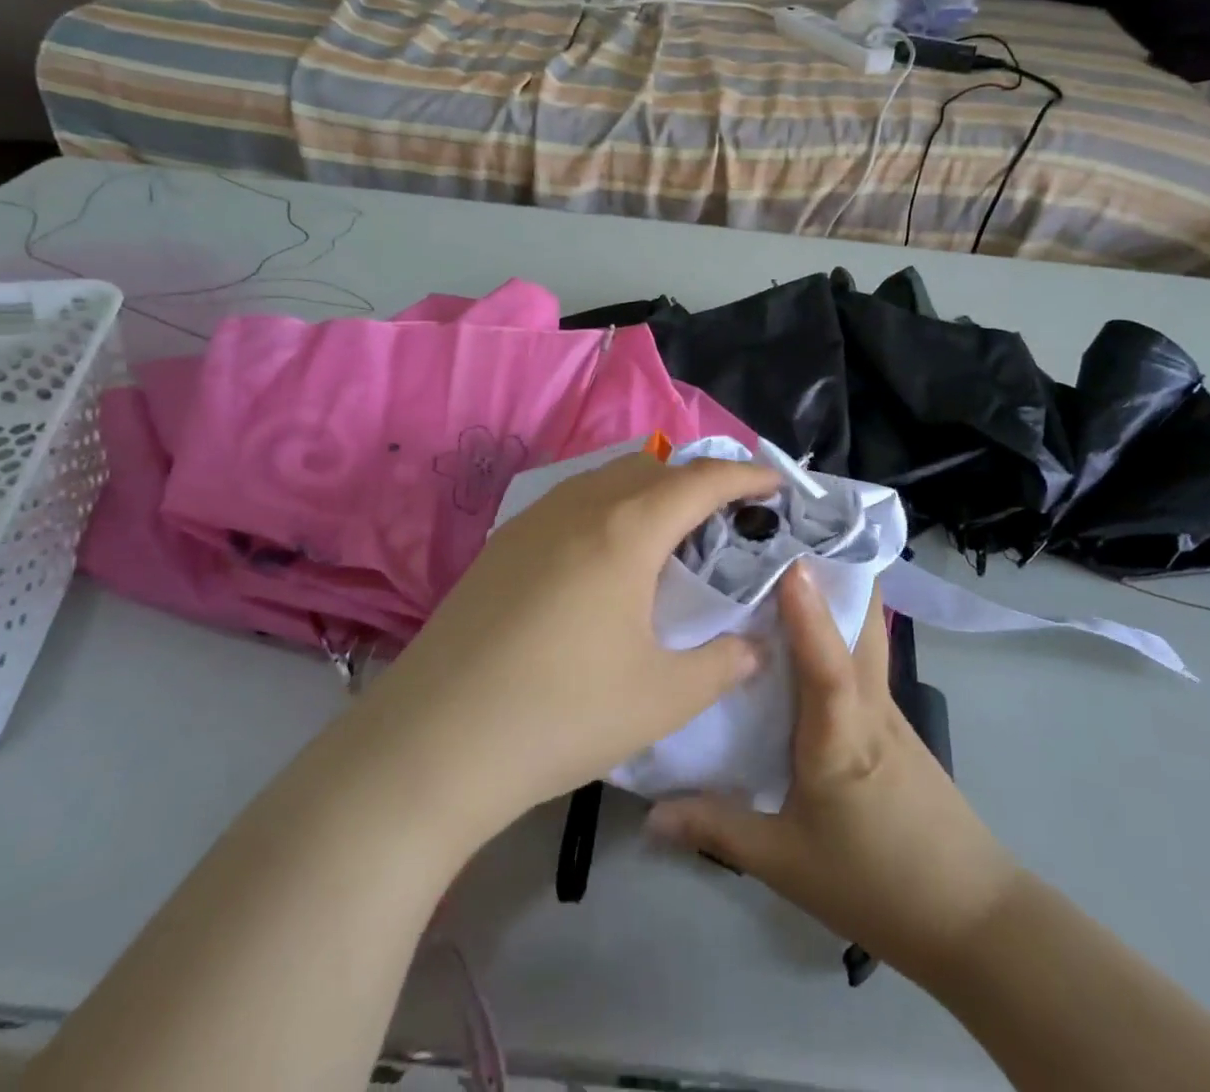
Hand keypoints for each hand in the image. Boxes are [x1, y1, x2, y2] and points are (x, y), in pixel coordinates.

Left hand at [352, 450, 778, 844]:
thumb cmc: (562, 713)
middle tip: (726, 518)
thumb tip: (753, 646)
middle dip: (698, 480)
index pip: (702, 480)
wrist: (434, 742)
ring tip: (669, 535)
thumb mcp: (662, 697)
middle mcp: (580, 506)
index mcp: (627, 529)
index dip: (746, 474)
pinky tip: (605, 558)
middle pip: (653, 467)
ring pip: (606, 479)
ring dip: (649, 490)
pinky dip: (608, 508)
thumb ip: (722, 663)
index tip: (776, 483)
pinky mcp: (501, 544)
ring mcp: (533, 520)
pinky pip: (571, 502)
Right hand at [647, 563, 1020, 992]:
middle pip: (862, 618)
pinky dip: (836, 628)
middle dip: (830, 567)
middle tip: (780, 532)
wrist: (971, 917)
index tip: (787, 558)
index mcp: (842, 733)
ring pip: (864, 631)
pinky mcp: (892, 721)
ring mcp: (887, 707)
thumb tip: (650, 810)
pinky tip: (803, 637)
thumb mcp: (786, 862)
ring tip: (782, 565)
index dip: (808, 611)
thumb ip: (717, 828)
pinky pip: (861, 658)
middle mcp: (869, 703)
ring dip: (835, 591)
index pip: (826, 662)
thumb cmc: (876, 882)